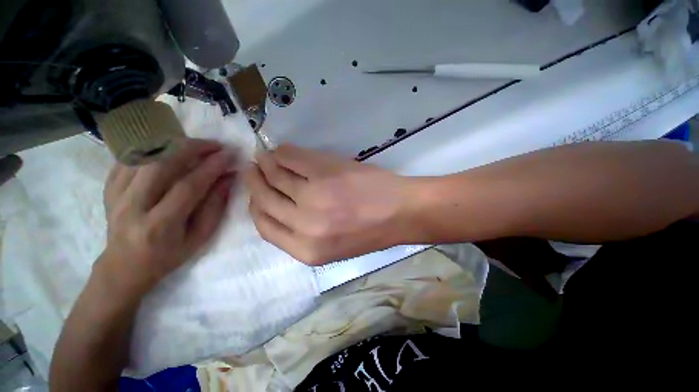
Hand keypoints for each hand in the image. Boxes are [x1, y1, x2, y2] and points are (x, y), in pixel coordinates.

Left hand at [100, 138, 236, 293]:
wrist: (124, 266)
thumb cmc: (168, 255)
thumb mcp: (199, 237)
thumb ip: (215, 206)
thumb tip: (228, 178)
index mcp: (159, 225)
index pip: (188, 186)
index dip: (211, 167)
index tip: (229, 155)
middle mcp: (133, 206)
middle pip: (161, 164)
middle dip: (192, 148)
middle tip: (214, 145)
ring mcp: (116, 195)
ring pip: (143, 156)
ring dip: (173, 144)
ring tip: (195, 145)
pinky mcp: (108, 188)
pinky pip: (129, 158)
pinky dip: (151, 148)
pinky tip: (169, 149)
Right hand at [246, 144, 412, 264]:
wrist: (401, 213)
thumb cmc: (371, 232)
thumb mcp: (333, 246)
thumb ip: (302, 233)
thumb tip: (279, 208)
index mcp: (307, 250)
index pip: (265, 227)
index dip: (256, 207)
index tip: (255, 194)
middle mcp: (304, 225)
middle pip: (265, 200)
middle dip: (255, 182)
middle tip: (252, 170)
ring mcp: (314, 196)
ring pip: (275, 176)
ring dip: (266, 164)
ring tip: (264, 157)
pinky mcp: (325, 171)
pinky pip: (292, 158)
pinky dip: (283, 153)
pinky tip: (281, 151)